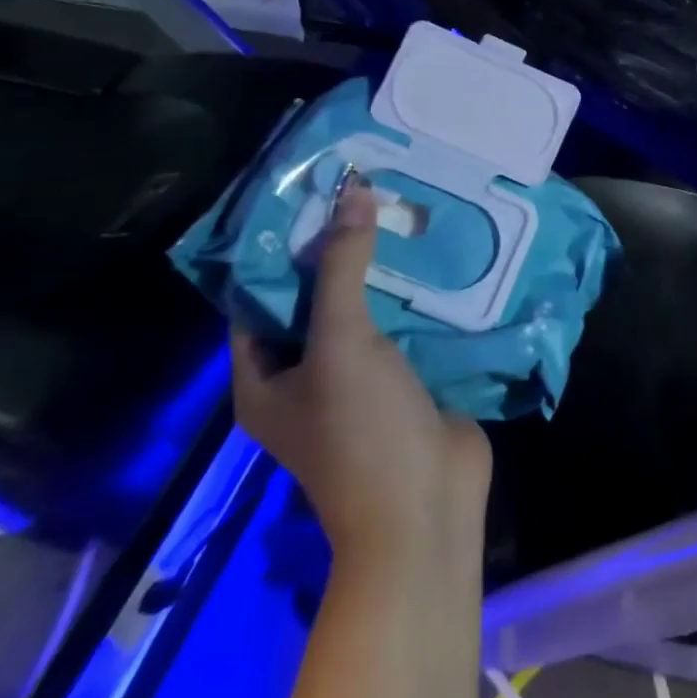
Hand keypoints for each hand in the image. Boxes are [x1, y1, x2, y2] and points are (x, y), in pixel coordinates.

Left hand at [231, 178, 490, 560]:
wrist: (426, 507)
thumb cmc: (361, 430)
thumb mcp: (342, 342)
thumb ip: (342, 266)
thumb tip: (351, 191)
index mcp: (266, 377)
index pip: (260, 298)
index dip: (280, 249)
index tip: (310, 196)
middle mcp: (306, 375)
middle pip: (317, 299)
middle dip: (339, 252)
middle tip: (365, 194)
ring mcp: (359, 378)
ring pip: (365, 309)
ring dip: (383, 270)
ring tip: (403, 210)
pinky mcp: (404, 379)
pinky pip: (404, 325)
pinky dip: (416, 293)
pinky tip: (436, 253)